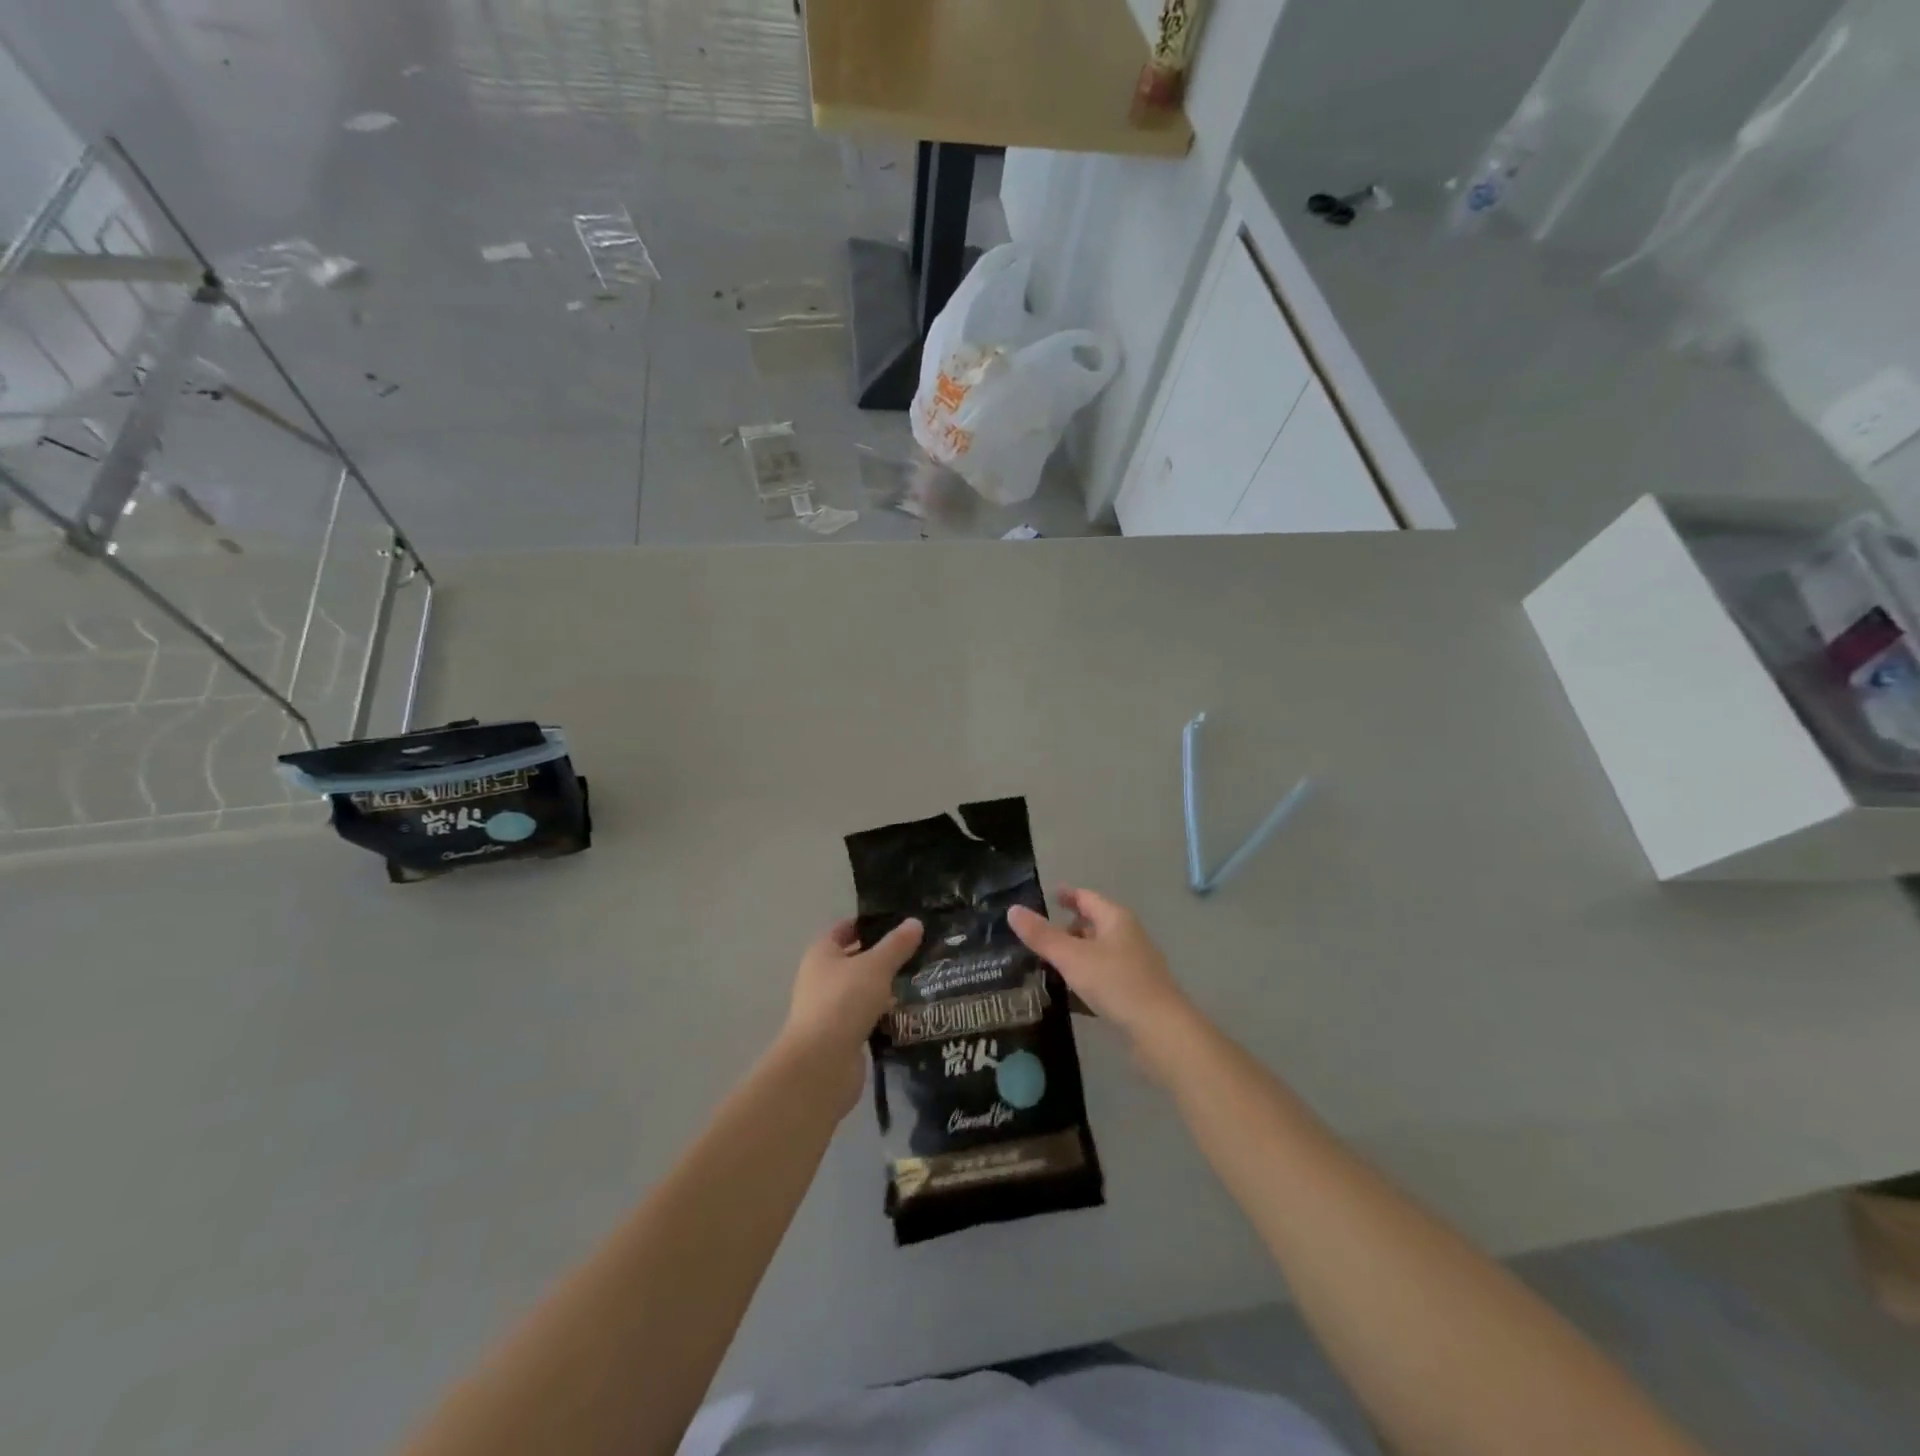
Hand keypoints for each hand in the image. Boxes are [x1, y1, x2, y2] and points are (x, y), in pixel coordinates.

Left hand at [778, 917, 923, 1112]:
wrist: (822, 1064)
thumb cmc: (844, 1001)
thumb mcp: (876, 966)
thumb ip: (896, 945)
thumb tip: (914, 922)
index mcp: (821, 954)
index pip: (845, 929)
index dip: (869, 924)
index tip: (900, 922)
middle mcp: (821, 979)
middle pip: (855, 960)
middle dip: (884, 956)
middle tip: (919, 950)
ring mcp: (831, 1010)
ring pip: (863, 991)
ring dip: (887, 988)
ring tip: (923, 978)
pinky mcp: (843, 1037)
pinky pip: (868, 1017)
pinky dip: (885, 1014)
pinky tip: (911, 1012)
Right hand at [1008, 888, 1198, 1079]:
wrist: (1160, 1031)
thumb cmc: (1116, 983)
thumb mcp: (1072, 957)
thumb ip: (1042, 935)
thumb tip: (1013, 910)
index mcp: (1116, 919)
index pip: (1087, 898)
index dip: (1068, 895)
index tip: (1049, 896)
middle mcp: (1128, 936)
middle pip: (1094, 924)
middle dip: (1069, 928)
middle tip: (1040, 935)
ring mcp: (1134, 965)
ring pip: (1099, 952)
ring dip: (1077, 955)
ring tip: (1048, 964)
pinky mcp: (1135, 993)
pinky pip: (1104, 977)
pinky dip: (1086, 978)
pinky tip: (1070, 994)